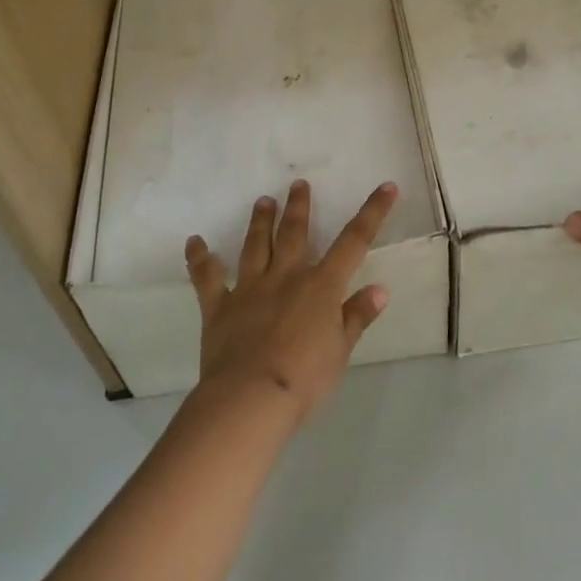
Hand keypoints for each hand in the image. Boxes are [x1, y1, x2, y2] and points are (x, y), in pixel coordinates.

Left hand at [185, 179, 396, 420]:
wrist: (251, 396)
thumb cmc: (305, 377)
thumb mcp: (342, 350)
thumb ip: (357, 316)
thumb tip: (380, 289)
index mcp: (321, 286)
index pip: (354, 242)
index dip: (372, 212)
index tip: (386, 186)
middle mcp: (286, 277)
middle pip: (294, 233)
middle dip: (298, 207)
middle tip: (297, 183)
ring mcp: (250, 288)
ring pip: (255, 246)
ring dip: (259, 222)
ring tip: (262, 200)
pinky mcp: (219, 306)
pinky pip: (207, 278)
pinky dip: (200, 259)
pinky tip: (194, 242)